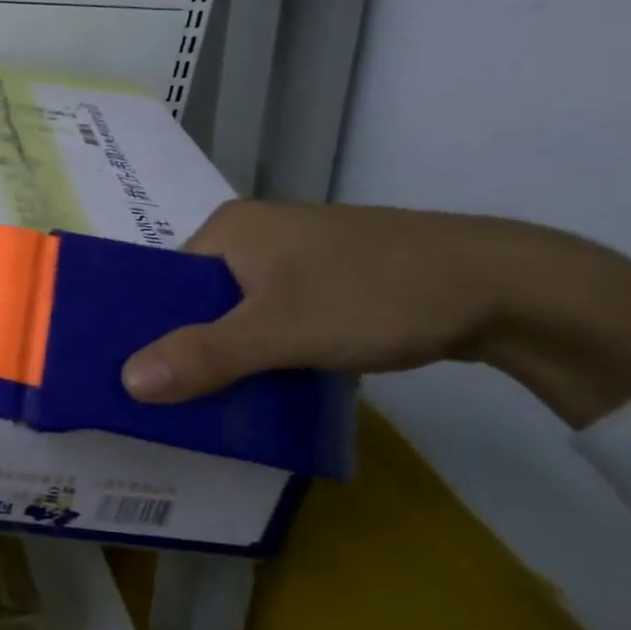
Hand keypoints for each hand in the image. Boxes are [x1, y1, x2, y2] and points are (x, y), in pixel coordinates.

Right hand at [121, 200, 630, 427]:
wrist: (505, 287)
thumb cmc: (374, 295)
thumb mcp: (281, 330)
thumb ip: (205, 355)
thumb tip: (126, 381)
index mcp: (229, 228)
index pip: (165, 281)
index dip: (149, 328)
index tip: (137, 378)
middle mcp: (254, 233)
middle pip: (200, 298)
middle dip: (191, 347)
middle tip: (174, 400)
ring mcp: (295, 255)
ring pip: (239, 311)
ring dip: (231, 353)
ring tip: (215, 401)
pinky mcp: (329, 279)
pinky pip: (275, 316)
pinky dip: (267, 349)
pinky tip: (269, 384)